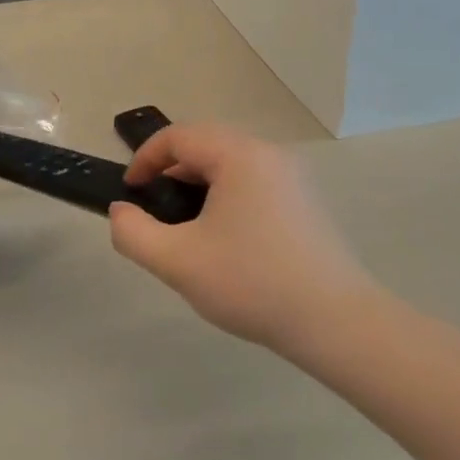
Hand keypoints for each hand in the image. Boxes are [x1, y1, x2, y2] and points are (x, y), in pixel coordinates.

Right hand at [108, 124, 377, 352]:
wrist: (338, 323)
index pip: (179, 136)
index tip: (130, 193)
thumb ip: (134, 233)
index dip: (145, 158)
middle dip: (171, 172)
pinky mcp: (307, 200)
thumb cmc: (253, 283)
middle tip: (155, 212)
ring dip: (199, 185)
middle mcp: (269, 153)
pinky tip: (226, 240)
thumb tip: (121, 211)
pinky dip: (228, 196)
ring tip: (187, 229)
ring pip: (231, 164)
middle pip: (206, 145)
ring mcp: (294, 176)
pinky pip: (254, 182)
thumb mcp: (178, 262)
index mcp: (239, 155)